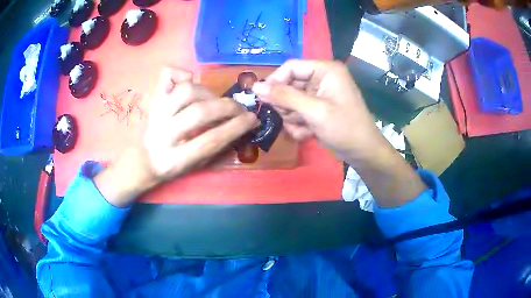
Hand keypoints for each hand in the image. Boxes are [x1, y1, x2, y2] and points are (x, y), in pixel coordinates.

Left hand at [95, 67, 257, 206]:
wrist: (143, 159)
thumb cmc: (172, 165)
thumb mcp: (195, 167)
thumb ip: (217, 149)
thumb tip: (242, 127)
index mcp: (174, 160)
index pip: (210, 141)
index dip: (236, 128)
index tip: (253, 119)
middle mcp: (162, 134)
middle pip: (199, 113)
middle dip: (228, 108)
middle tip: (240, 109)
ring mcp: (156, 113)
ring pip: (186, 91)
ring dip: (209, 93)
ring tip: (216, 100)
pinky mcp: (153, 99)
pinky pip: (166, 75)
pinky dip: (182, 73)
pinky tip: (191, 81)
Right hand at [253, 60, 425, 207]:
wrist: (363, 153)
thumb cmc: (344, 128)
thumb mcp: (314, 111)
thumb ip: (284, 97)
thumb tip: (255, 86)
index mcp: (325, 70)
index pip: (291, 67)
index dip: (275, 81)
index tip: (262, 99)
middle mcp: (322, 78)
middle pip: (289, 85)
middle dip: (287, 105)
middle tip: (290, 118)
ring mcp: (320, 94)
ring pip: (291, 101)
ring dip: (293, 118)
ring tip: (304, 129)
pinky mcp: (318, 109)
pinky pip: (298, 112)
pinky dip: (299, 124)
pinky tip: (308, 134)